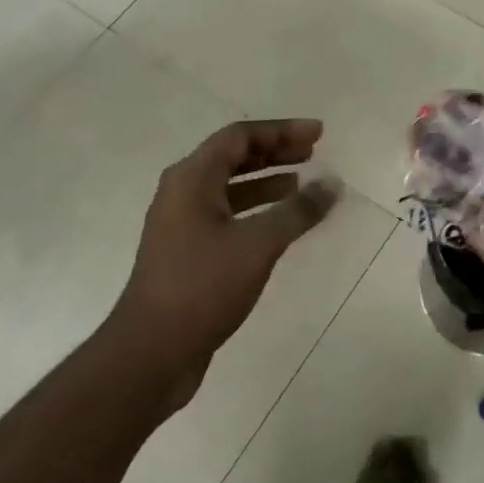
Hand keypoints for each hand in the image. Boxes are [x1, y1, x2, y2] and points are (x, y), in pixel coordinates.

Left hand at [114, 120, 337, 403]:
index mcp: (191, 178)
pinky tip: (281, 222)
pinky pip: (228, 214)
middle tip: (314, 151)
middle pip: (233, 157)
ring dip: (267, 180)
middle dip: (275, 151)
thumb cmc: (203, 286)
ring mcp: (182, 223)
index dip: (281, 130)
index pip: (240, 136)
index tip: (318, 134)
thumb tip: (332, 184)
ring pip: (230, 187)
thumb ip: (298, 211)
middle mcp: (182, 192)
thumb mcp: (258, 244)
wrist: (152, 352)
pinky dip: (257, 209)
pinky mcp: (188, 252)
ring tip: (303, 182)